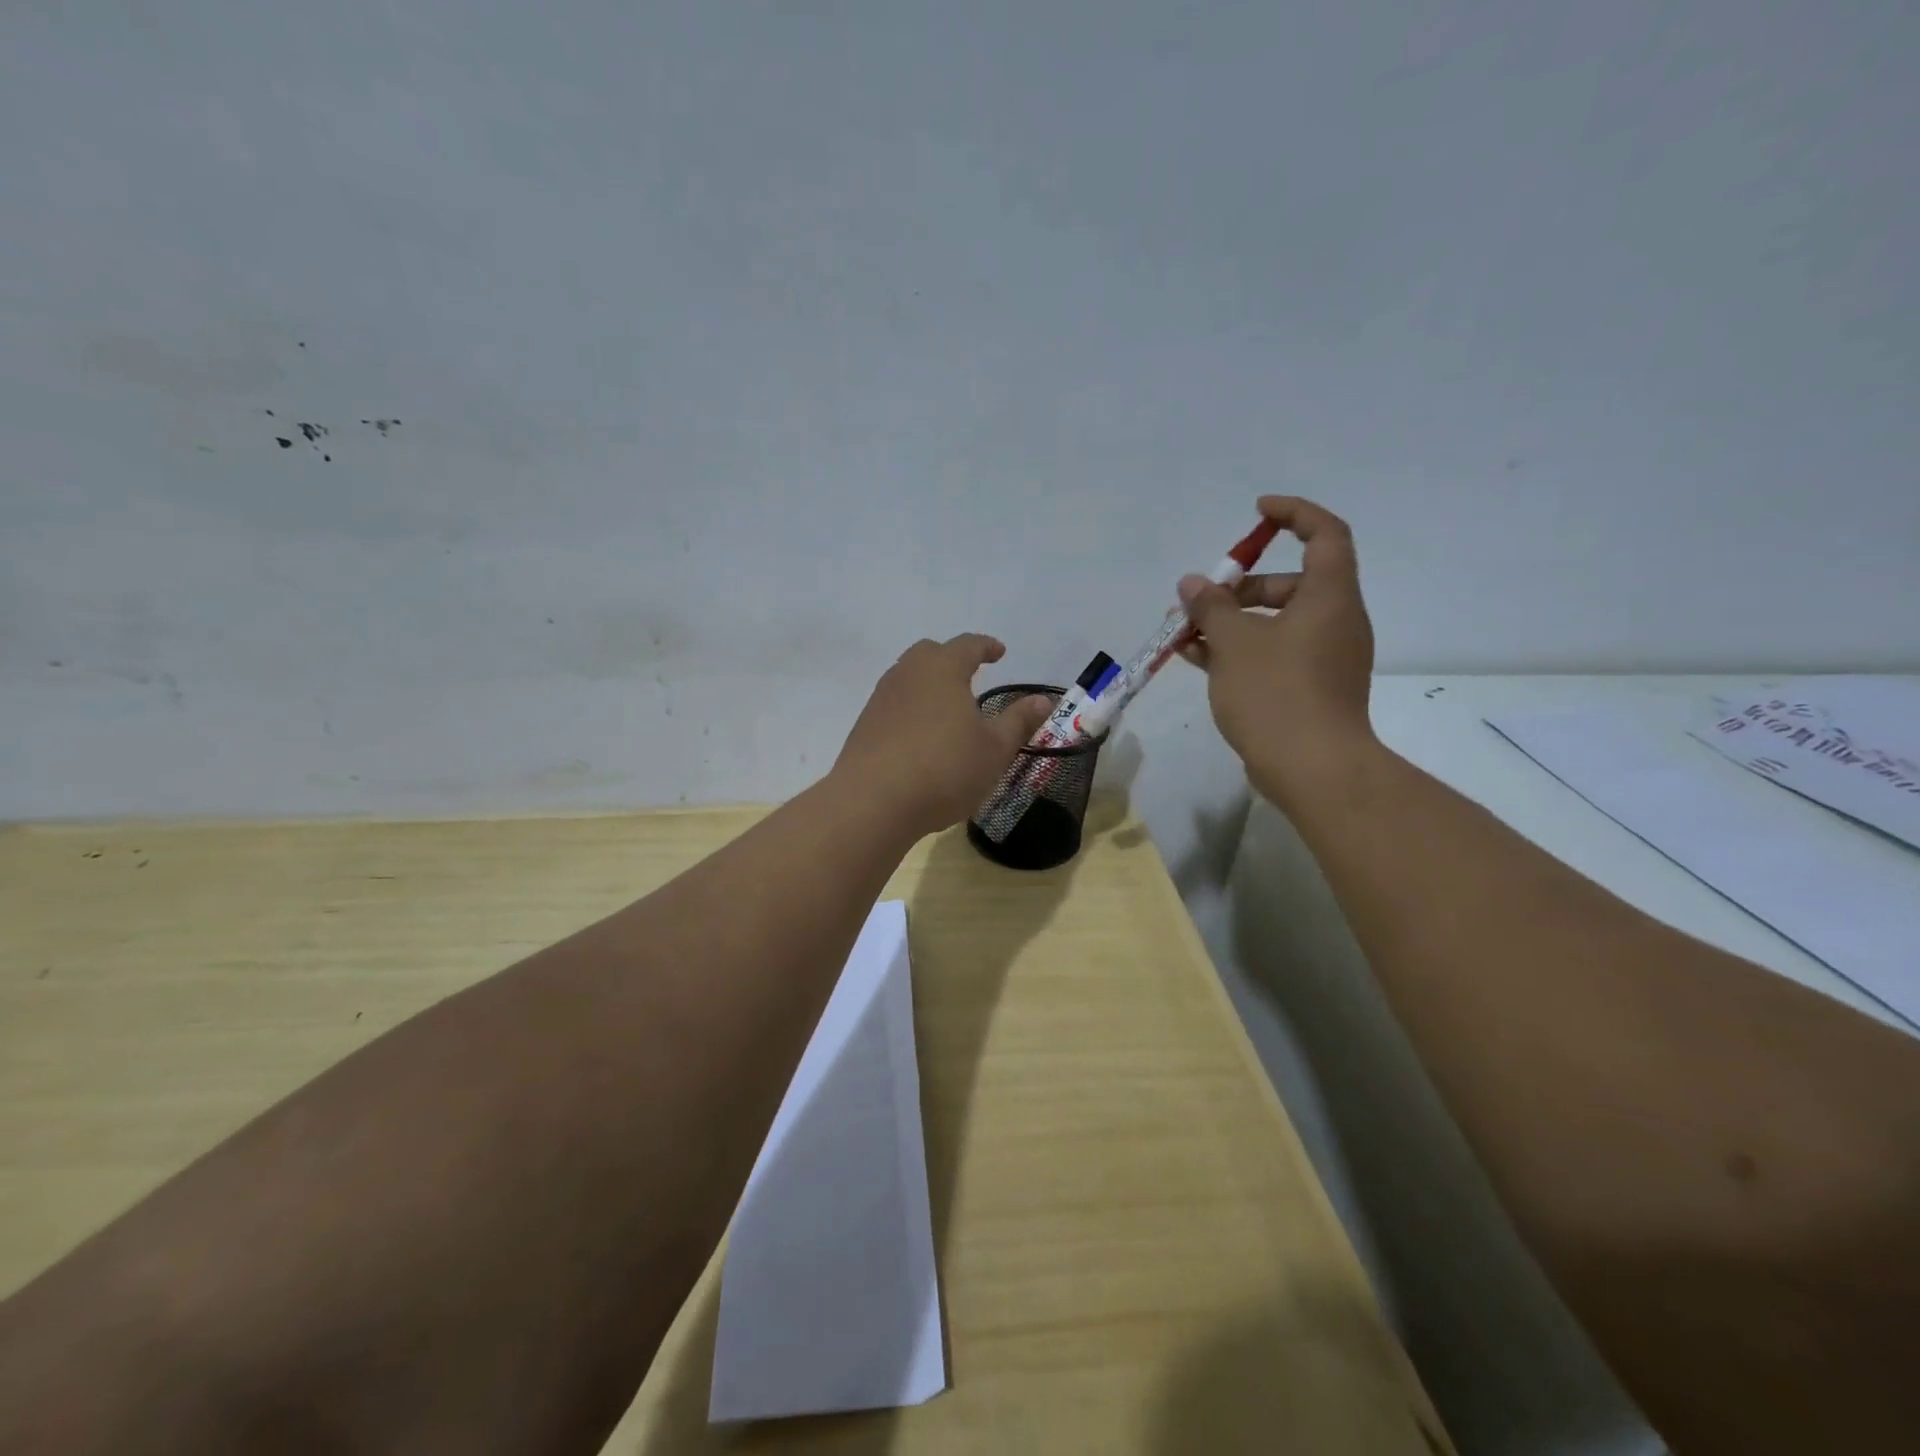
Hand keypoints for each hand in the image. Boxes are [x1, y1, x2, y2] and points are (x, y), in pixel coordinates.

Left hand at [834, 634, 1053, 838]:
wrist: (873, 802)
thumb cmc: (945, 769)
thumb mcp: (995, 749)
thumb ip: (1019, 721)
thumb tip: (1044, 700)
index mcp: (942, 669)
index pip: (967, 645)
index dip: (986, 646)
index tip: (999, 652)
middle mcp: (907, 674)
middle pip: (930, 653)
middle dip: (952, 658)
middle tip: (970, 674)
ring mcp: (881, 698)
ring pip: (907, 677)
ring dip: (929, 683)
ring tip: (947, 706)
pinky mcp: (864, 725)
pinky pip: (894, 704)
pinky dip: (911, 707)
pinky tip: (921, 733)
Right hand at [1177, 497, 1377, 807]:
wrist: (1313, 770)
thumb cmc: (1276, 694)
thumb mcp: (1234, 643)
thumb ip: (1211, 607)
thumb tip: (1193, 583)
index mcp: (1329, 598)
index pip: (1325, 534)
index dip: (1293, 514)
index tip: (1257, 512)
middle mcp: (1334, 621)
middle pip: (1291, 583)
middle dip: (1240, 586)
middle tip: (1200, 599)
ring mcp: (1324, 658)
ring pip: (1276, 623)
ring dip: (1232, 622)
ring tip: (1186, 634)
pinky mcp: (1311, 688)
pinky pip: (1274, 653)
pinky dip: (1241, 650)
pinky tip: (1198, 659)